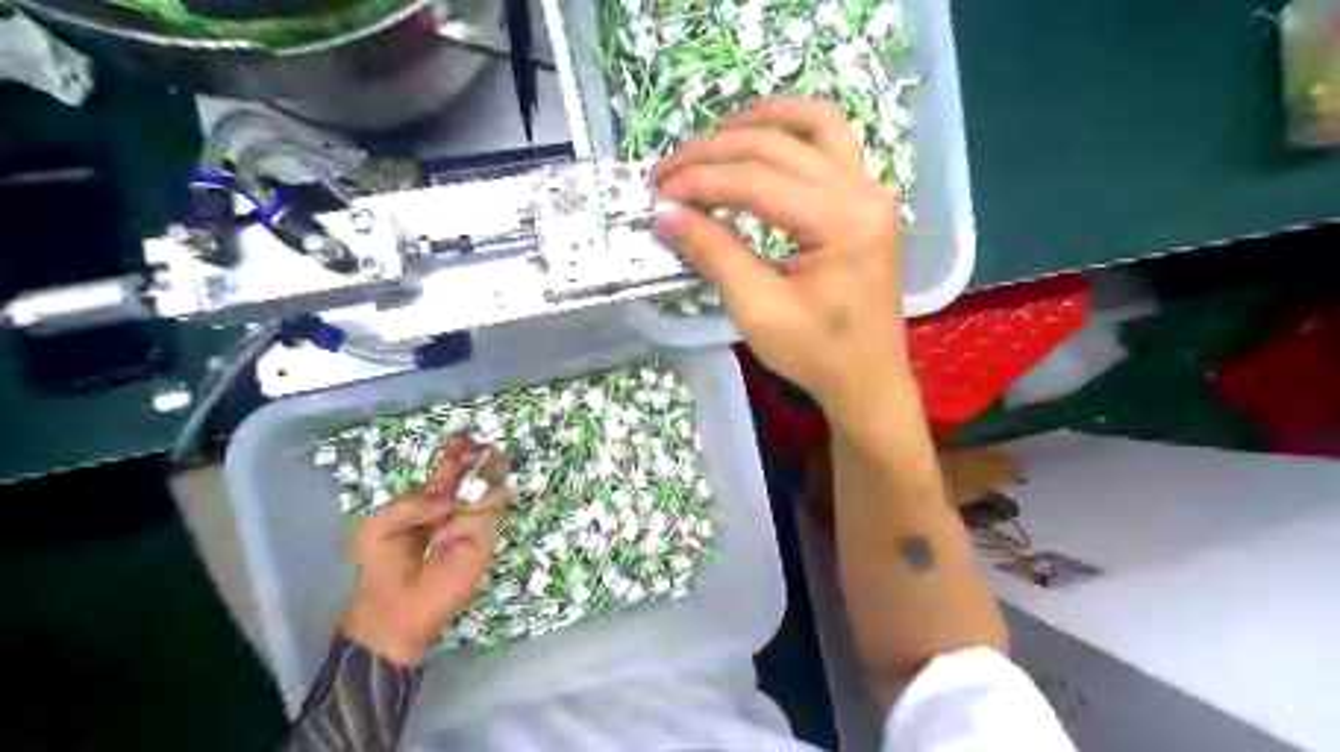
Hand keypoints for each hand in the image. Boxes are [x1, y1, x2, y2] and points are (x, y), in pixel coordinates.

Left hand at [340, 432, 509, 666]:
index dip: (458, 453)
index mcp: (430, 501)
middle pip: (477, 476)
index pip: (452, 471)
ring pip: (492, 492)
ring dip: (484, 480)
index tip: (461, 438)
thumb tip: (450, 499)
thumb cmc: (379, 566)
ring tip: (473, 479)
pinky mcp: (484, 544)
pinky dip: (470, 517)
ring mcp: (473, 525)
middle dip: (480, 459)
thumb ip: (414, 503)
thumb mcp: (379, 525)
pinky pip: (486, 519)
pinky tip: (448, 530)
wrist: (390, 611)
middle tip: (478, 450)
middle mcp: (456, 509)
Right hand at [652, 100, 909, 410]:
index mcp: (842, 222)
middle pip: (778, 147)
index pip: (756, 182)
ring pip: (815, 126)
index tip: (658, 196)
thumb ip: (714, 253)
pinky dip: (794, 131)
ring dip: (760, 121)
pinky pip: (833, 143)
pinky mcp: (865, 200)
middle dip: (714, 153)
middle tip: (667, 172)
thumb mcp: (757, 309)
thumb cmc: (816, 354)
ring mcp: (870, 191)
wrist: (866, 380)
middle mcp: (863, 192)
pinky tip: (763, 137)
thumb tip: (665, 215)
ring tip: (714, 134)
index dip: (700, 183)